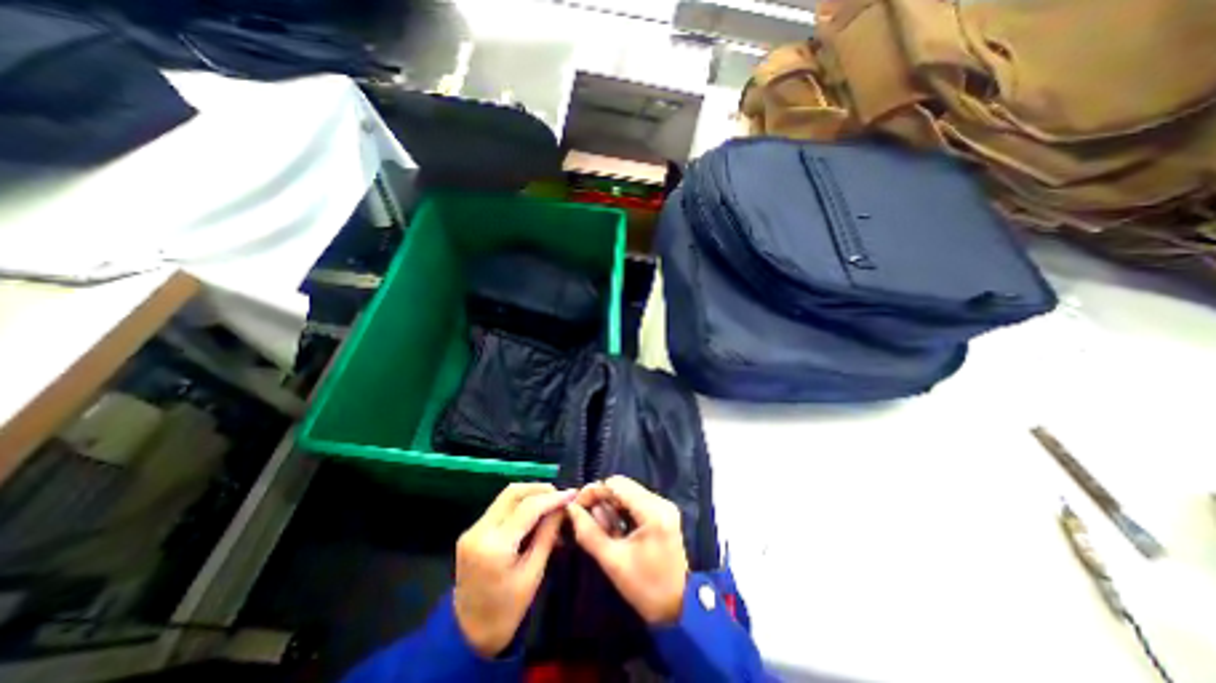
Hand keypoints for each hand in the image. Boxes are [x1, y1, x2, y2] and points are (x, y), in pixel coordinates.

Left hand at [452, 483, 574, 657]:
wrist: (469, 634)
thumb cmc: (507, 610)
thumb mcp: (534, 574)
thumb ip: (547, 535)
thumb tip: (562, 507)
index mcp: (495, 546)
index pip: (528, 508)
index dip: (552, 498)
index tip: (572, 494)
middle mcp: (479, 531)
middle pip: (513, 493)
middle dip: (539, 489)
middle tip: (560, 495)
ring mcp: (473, 529)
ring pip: (506, 496)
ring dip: (530, 493)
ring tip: (550, 501)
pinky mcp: (473, 530)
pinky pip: (500, 507)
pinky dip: (519, 504)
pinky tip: (534, 512)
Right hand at [564, 477, 688, 627]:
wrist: (678, 607)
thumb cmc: (645, 587)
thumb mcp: (612, 562)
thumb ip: (589, 533)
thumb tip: (571, 509)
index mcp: (652, 511)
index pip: (616, 484)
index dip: (594, 491)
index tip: (577, 506)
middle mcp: (660, 501)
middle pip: (622, 486)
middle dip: (601, 499)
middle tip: (587, 519)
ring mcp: (664, 505)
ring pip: (628, 492)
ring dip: (611, 506)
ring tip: (602, 529)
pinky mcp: (663, 512)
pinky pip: (636, 501)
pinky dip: (621, 510)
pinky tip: (615, 529)